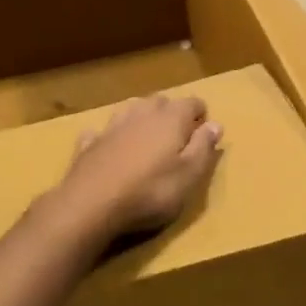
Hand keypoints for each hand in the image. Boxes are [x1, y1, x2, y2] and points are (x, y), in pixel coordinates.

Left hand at [53, 95, 222, 248]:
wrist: (91, 204)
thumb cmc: (150, 191)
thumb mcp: (189, 176)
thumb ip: (203, 148)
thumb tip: (216, 124)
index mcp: (171, 119)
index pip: (192, 103)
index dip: (200, 113)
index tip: (204, 128)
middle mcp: (142, 114)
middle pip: (161, 101)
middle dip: (171, 112)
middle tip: (178, 133)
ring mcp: (112, 126)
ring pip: (131, 109)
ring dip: (141, 116)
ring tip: (147, 134)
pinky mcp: (89, 143)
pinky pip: (102, 131)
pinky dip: (109, 135)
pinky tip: (109, 145)